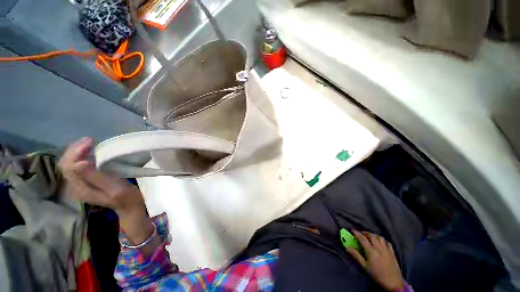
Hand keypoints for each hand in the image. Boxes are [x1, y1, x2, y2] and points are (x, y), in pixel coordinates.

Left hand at [58, 137, 144, 214]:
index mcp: (81, 188)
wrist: (130, 206)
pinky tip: (91, 152)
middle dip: (75, 150)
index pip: (68, 167)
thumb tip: (78, 163)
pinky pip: (78, 166)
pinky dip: (82, 156)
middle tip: (90, 140)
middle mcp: (76, 186)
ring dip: (78, 152)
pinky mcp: (87, 181)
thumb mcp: (113, 188)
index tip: (90, 142)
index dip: (75, 153)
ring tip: (90, 143)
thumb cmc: (126, 197)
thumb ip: (96, 178)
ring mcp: (81, 184)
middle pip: (66, 164)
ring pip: (71, 164)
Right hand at [347, 230, 404, 291]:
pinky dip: (382, 239)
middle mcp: (378, 247)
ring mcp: (386, 249)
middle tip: (360, 234)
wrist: (393, 282)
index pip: (362, 238)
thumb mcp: (365, 266)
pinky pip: (387, 242)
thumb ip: (356, 255)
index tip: (352, 230)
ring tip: (369, 236)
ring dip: (373, 235)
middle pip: (371, 235)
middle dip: (365, 233)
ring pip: (379, 237)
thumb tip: (347, 247)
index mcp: (371, 250)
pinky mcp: (392, 252)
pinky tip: (380, 242)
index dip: (356, 233)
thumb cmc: (377, 275)